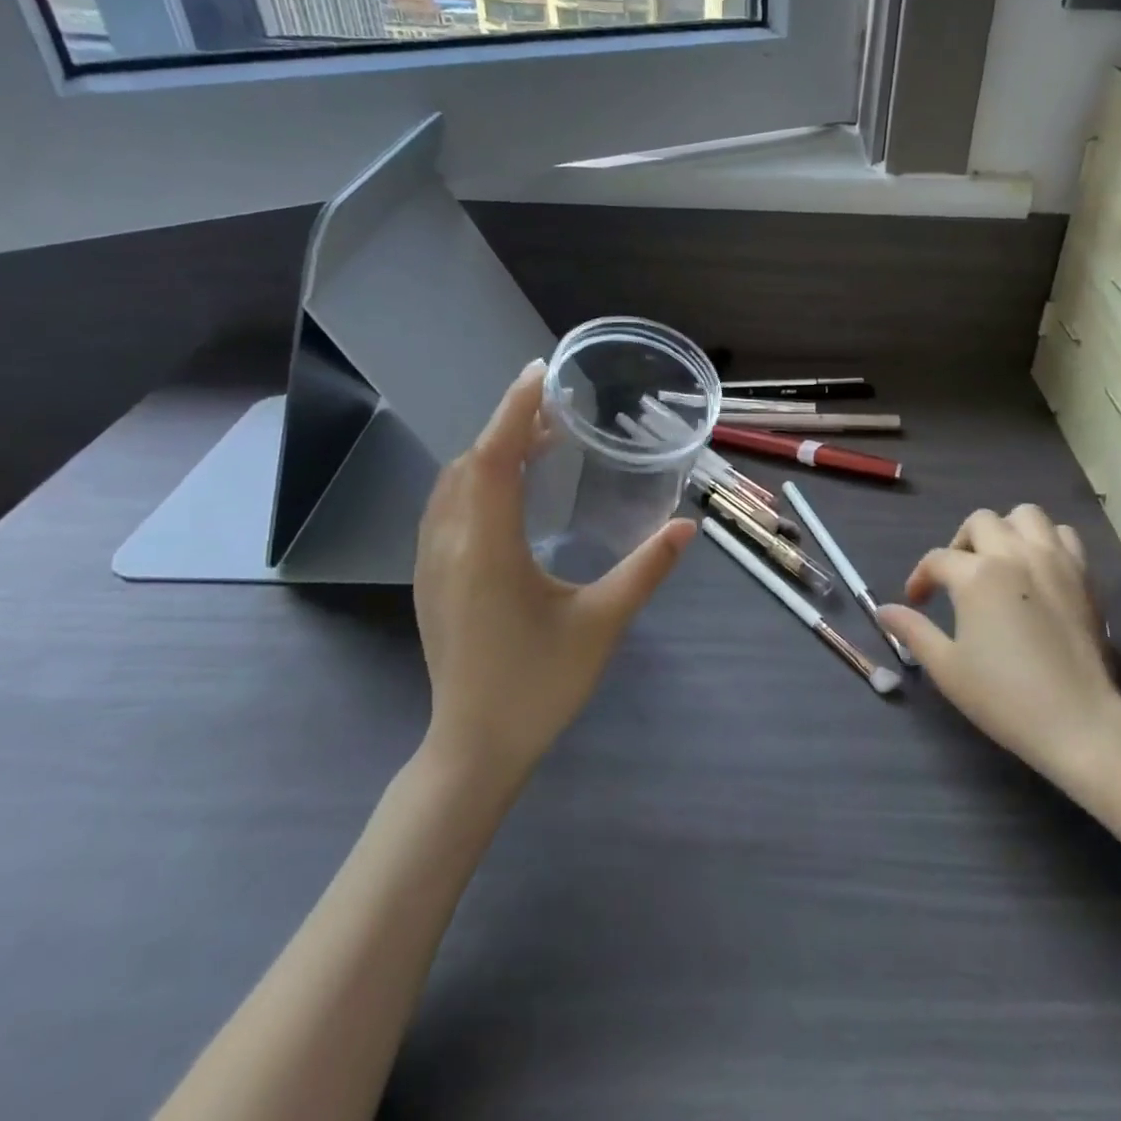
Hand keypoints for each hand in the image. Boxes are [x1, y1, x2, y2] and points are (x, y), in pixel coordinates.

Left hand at [412, 361, 695, 788]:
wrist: (474, 748)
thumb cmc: (540, 685)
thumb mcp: (602, 623)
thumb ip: (646, 569)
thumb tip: (688, 525)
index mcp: (487, 549)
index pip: (494, 458)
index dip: (515, 411)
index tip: (540, 373)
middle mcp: (450, 545)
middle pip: (470, 462)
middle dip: (509, 425)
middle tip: (557, 409)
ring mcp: (432, 563)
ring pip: (452, 484)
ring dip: (491, 451)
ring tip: (538, 441)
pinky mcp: (432, 580)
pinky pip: (447, 508)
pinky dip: (476, 479)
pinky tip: (508, 490)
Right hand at [878, 506, 1120, 783]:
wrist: (1079, 722)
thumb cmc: (1005, 696)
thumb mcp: (947, 667)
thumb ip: (913, 631)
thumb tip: (883, 611)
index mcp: (977, 575)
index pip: (937, 560)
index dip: (920, 578)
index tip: (916, 601)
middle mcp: (1015, 554)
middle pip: (980, 522)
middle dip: (961, 544)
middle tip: (957, 577)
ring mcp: (1054, 560)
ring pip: (1026, 516)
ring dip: (1005, 530)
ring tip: (998, 561)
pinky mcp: (1083, 575)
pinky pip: (1063, 535)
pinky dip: (1045, 541)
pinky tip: (1036, 569)